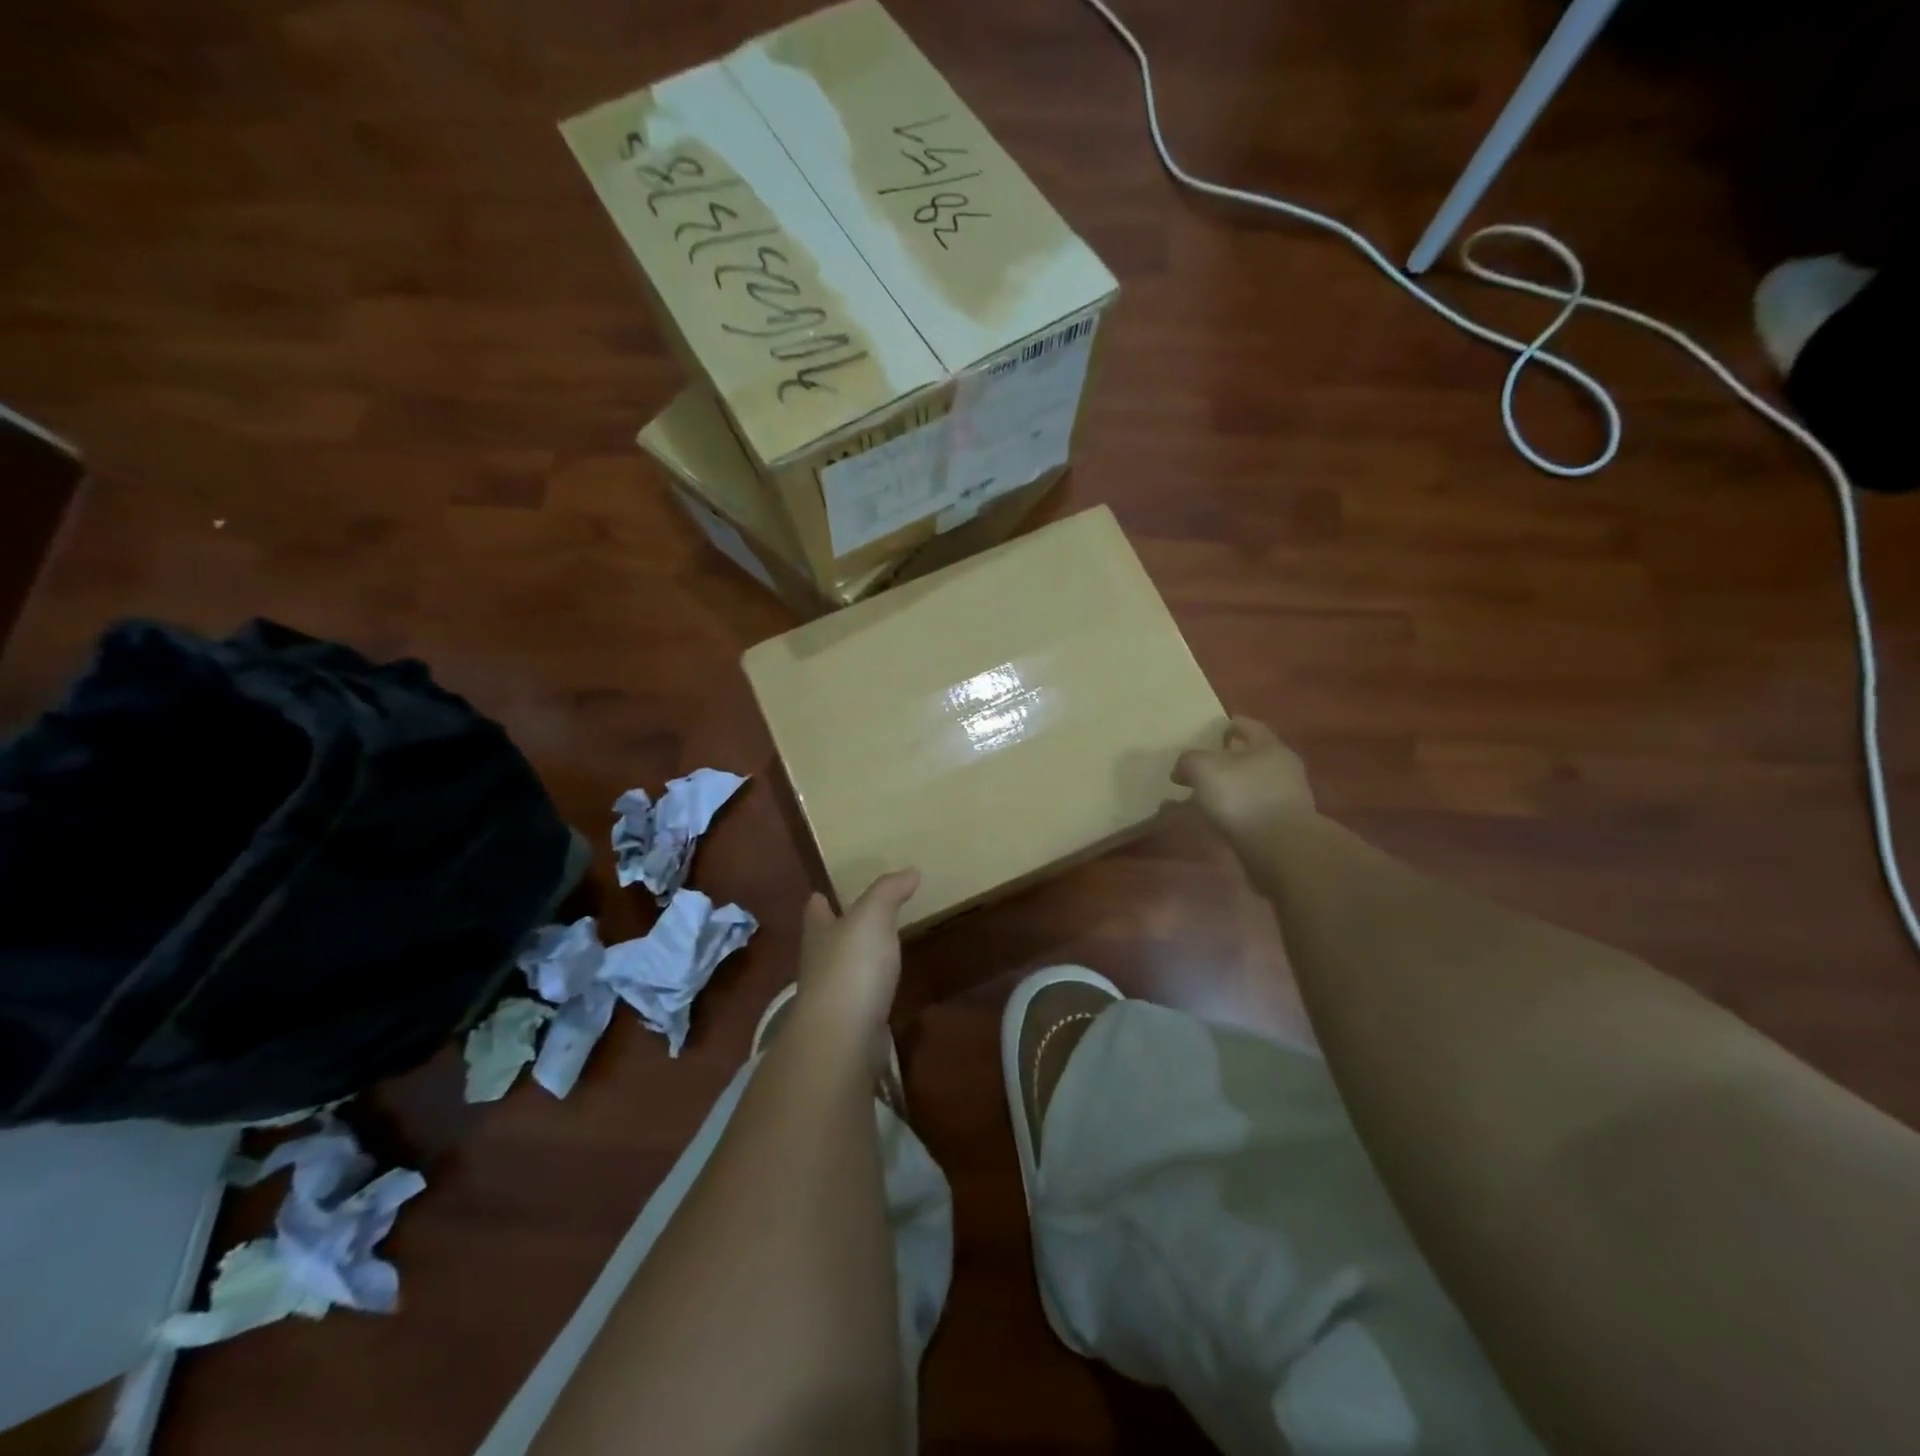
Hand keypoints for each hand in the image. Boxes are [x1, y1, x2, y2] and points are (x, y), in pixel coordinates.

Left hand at [797, 869, 920, 1032]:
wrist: (843, 1036)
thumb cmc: (852, 966)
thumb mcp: (873, 916)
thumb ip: (889, 891)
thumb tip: (910, 871)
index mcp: (819, 932)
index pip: (815, 911)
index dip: (820, 901)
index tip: (822, 893)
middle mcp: (818, 963)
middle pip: (823, 941)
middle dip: (835, 930)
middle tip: (855, 917)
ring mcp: (830, 997)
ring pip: (840, 971)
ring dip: (853, 961)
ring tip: (875, 950)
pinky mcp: (847, 1024)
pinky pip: (858, 999)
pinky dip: (868, 990)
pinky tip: (882, 988)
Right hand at [1172, 717, 1313, 841]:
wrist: (1279, 849)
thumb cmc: (1243, 796)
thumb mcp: (1203, 768)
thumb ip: (1189, 761)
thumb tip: (1182, 769)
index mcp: (1270, 746)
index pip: (1249, 726)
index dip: (1230, 726)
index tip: (1213, 731)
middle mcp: (1283, 769)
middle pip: (1252, 757)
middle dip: (1228, 760)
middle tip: (1202, 766)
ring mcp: (1286, 799)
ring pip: (1251, 786)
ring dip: (1230, 789)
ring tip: (1202, 798)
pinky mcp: (1282, 827)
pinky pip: (1252, 812)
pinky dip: (1234, 813)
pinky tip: (1216, 820)